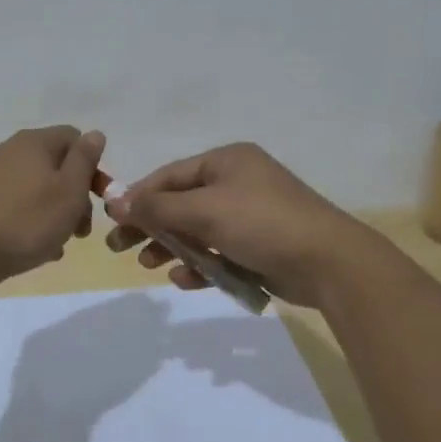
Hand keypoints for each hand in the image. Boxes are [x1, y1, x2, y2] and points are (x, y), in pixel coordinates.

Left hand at [0, 126, 105, 288]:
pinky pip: (15, 205)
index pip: (74, 138)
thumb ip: (84, 160)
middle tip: (82, 230)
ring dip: (54, 213)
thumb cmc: (26, 221)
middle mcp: (9, 151)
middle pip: (55, 165)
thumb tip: (94, 134)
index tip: (99, 198)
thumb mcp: (69, 191)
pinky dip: (30, 222)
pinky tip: (35, 249)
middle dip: (75, 195)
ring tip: (58, 244)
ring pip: (35, 189)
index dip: (93, 166)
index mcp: (34, 142)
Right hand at [104, 142, 384, 306]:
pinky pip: (219, 251)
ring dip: (172, 247)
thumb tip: (115, 200)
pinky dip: (200, 264)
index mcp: (226, 162)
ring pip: (198, 230)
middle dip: (151, 225)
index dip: (139, 196)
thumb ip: (158, 207)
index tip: (112, 219)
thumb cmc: (262, 223)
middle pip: (181, 203)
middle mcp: (237, 183)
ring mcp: (250, 216)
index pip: (170, 175)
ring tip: (149, 265)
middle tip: (119, 248)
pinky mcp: (258, 246)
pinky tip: (185, 279)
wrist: (328, 263)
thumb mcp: (205, 211)